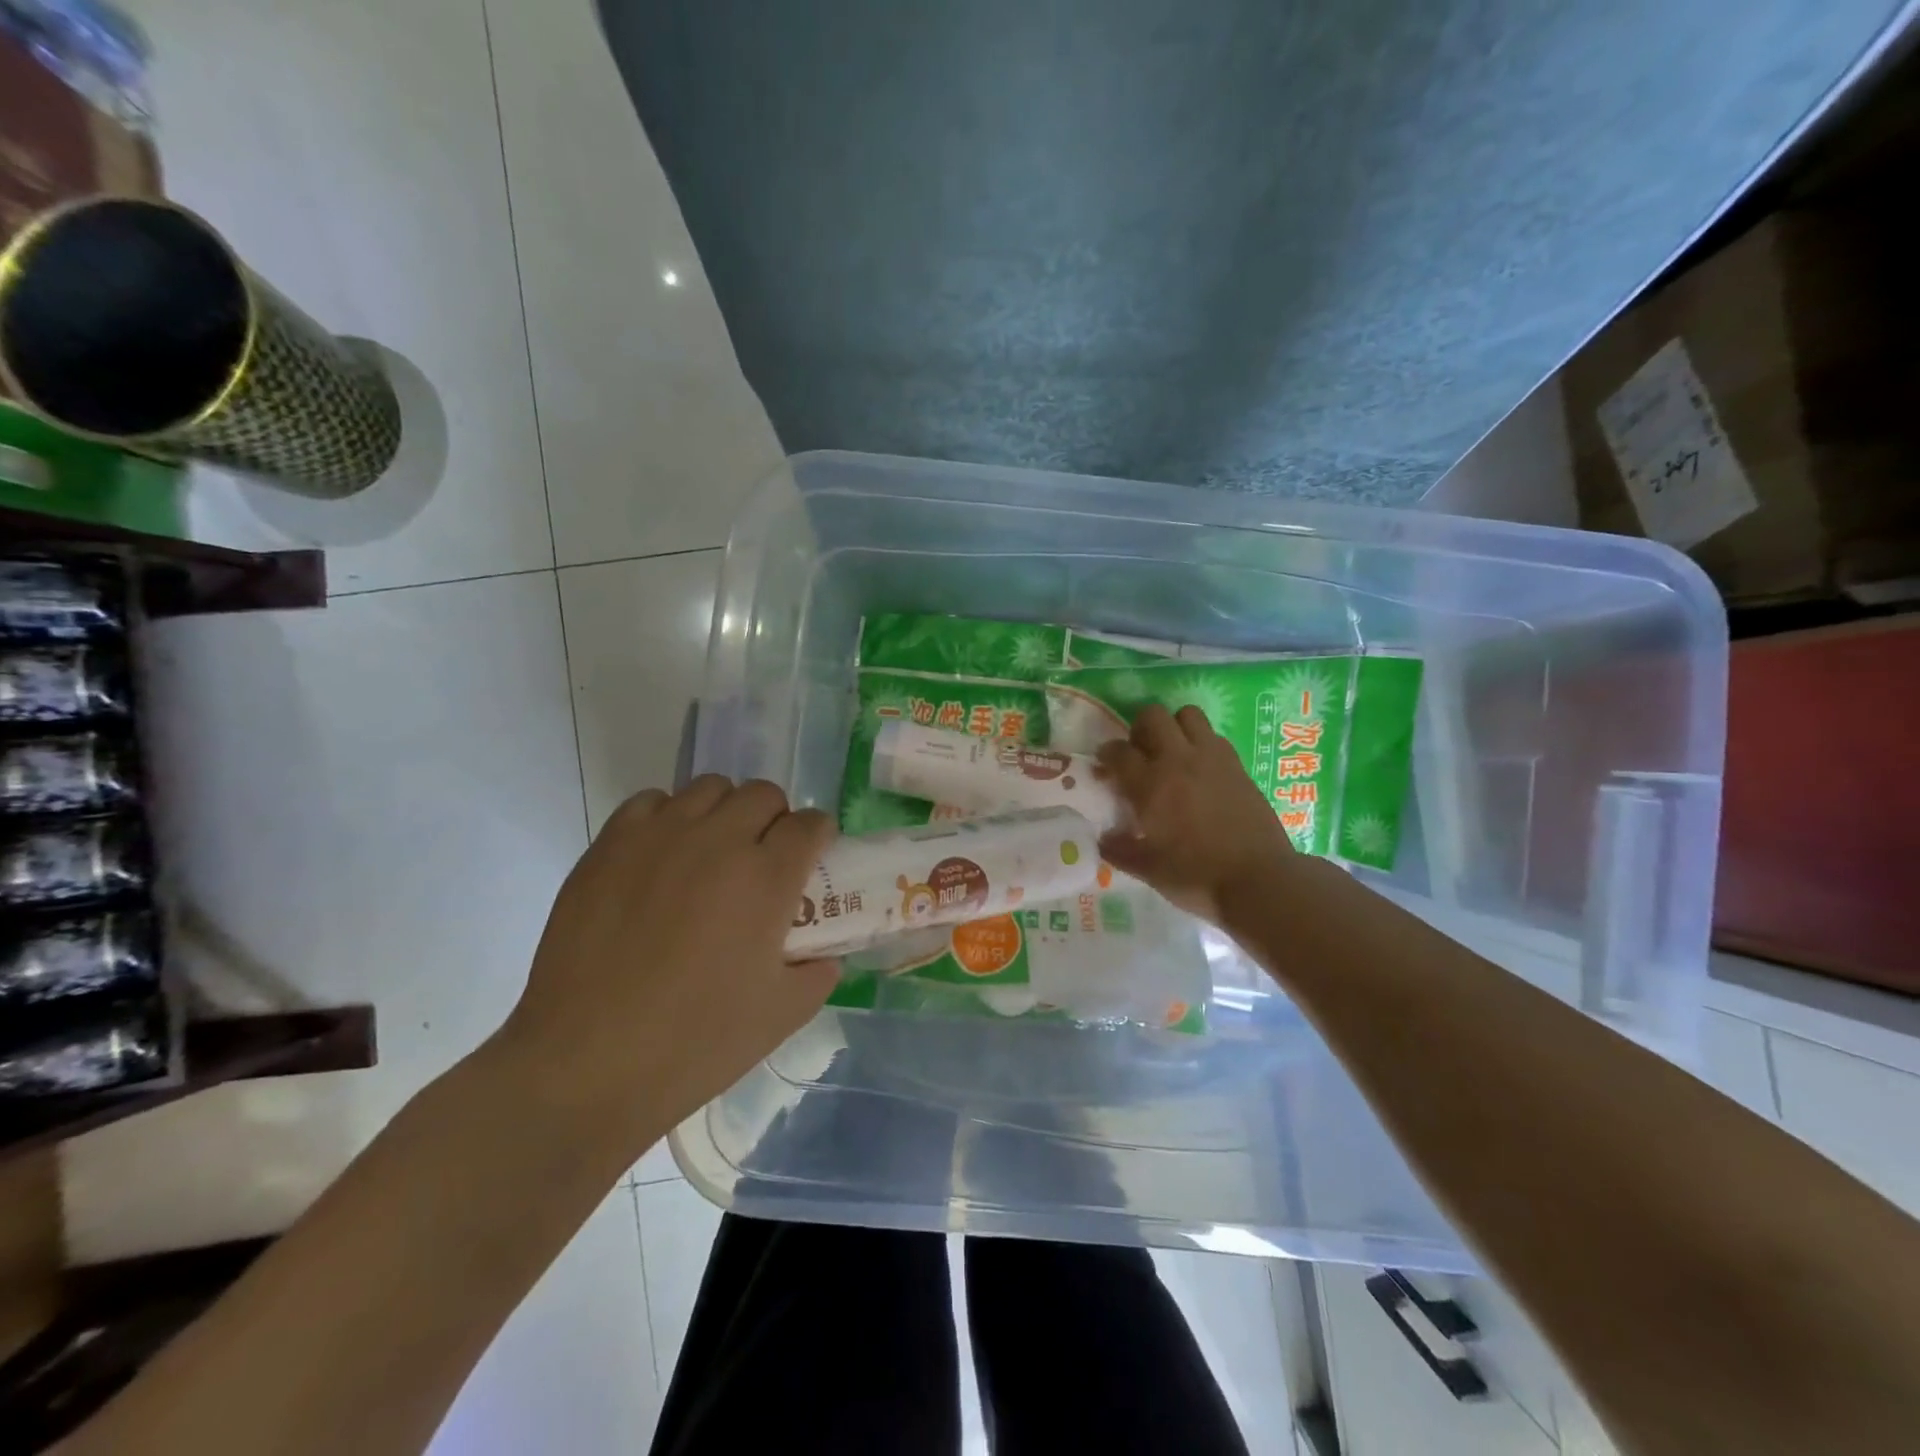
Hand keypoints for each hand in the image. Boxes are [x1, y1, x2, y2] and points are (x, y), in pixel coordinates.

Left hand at [491, 776, 837, 1157]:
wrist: (586, 1064)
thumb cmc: (694, 1043)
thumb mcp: (781, 1016)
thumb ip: (817, 974)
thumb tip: (822, 954)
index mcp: (767, 878)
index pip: (811, 824)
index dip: (819, 837)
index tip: (812, 857)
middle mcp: (718, 842)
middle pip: (764, 794)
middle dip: (775, 819)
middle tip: (763, 859)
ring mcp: (659, 837)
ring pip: (709, 788)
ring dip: (724, 812)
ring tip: (711, 854)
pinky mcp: (610, 845)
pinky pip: (651, 801)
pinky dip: (668, 817)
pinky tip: (661, 858)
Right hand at [1095, 703, 1295, 924]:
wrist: (1259, 880)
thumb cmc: (1197, 877)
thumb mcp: (1149, 870)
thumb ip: (1121, 851)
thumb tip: (1104, 839)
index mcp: (1150, 785)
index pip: (1118, 752)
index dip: (1106, 754)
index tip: (1105, 766)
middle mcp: (1179, 761)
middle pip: (1153, 716)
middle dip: (1139, 728)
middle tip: (1139, 753)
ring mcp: (1212, 759)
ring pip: (1188, 714)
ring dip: (1174, 726)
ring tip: (1172, 752)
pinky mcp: (1238, 765)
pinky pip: (1214, 736)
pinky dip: (1201, 743)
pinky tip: (1200, 769)